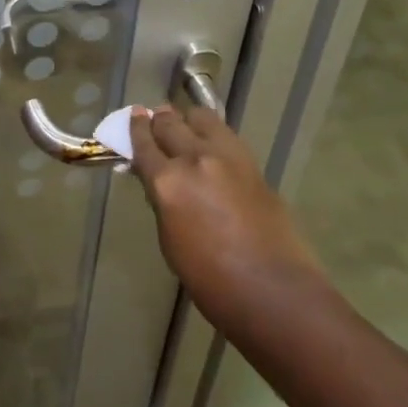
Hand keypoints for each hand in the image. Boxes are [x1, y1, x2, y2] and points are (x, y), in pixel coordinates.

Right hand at [128, 106, 320, 318]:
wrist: (274, 290)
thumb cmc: (211, 281)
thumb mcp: (170, 242)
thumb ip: (162, 202)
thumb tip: (158, 182)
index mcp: (168, 183)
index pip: (144, 144)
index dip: (135, 128)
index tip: (134, 116)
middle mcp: (195, 159)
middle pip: (171, 123)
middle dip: (159, 120)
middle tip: (155, 120)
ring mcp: (227, 156)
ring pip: (201, 117)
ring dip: (188, 119)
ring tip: (186, 128)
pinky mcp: (252, 162)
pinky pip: (225, 134)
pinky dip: (212, 133)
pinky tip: (211, 144)